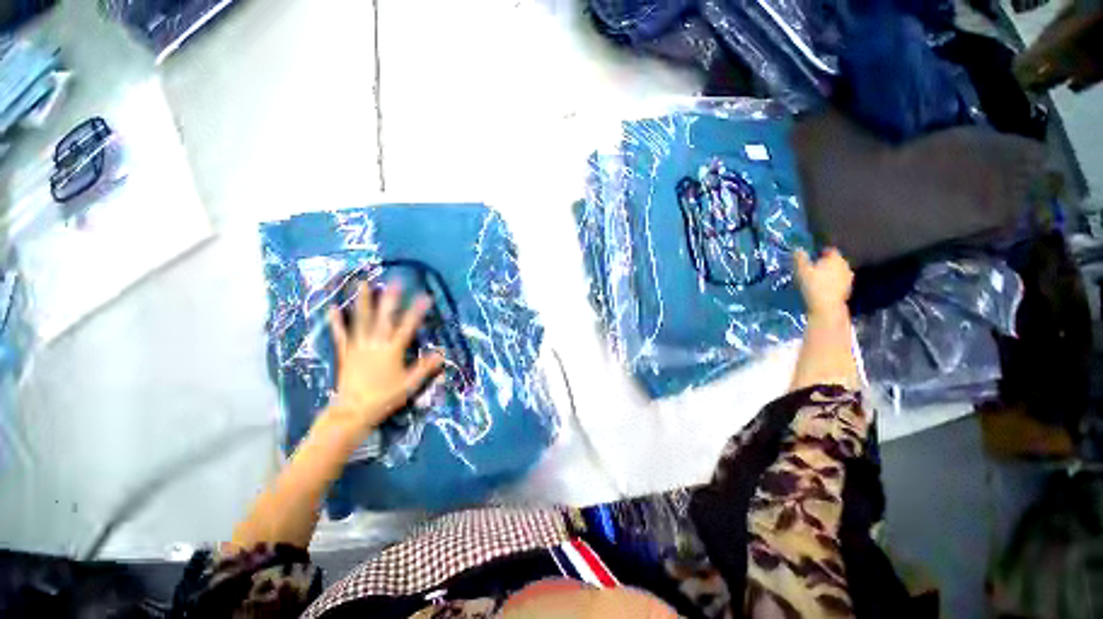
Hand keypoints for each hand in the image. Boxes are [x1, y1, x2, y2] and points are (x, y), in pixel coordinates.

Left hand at [324, 281, 444, 434]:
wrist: (353, 411)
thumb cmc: (384, 397)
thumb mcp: (410, 384)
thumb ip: (425, 368)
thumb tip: (442, 353)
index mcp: (392, 350)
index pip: (408, 327)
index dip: (417, 311)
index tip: (425, 297)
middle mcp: (375, 344)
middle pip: (384, 318)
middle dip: (390, 299)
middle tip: (394, 281)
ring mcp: (358, 346)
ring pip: (362, 321)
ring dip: (363, 302)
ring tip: (362, 284)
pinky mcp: (346, 352)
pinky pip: (341, 334)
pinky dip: (337, 321)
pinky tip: (333, 308)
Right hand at [794, 248, 853, 318]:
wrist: (826, 306)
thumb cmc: (813, 285)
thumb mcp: (802, 270)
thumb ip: (800, 258)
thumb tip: (798, 249)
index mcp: (835, 258)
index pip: (830, 250)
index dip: (821, 252)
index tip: (813, 257)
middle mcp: (845, 266)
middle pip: (835, 261)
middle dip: (826, 263)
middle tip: (814, 268)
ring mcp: (848, 278)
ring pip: (838, 271)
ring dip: (830, 273)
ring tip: (819, 278)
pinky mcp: (848, 289)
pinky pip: (839, 281)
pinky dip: (833, 282)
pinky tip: (824, 287)